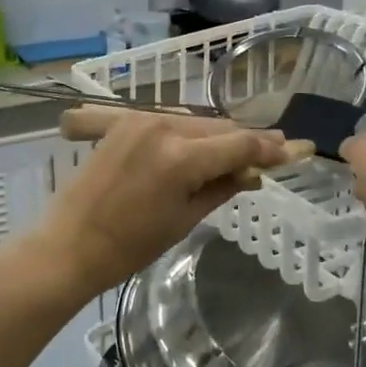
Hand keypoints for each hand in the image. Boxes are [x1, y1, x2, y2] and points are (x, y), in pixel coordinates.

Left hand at [34, 107, 309, 294]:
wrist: (69, 245)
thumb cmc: (129, 246)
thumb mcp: (184, 219)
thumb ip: (222, 187)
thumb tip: (254, 174)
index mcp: (180, 157)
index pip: (239, 145)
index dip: (271, 149)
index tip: (296, 148)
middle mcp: (163, 127)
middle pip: (220, 128)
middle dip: (248, 140)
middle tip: (276, 149)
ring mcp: (140, 120)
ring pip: (196, 122)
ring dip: (220, 136)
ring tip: (244, 150)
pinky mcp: (123, 122)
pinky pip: (170, 123)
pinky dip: (192, 134)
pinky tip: (204, 146)